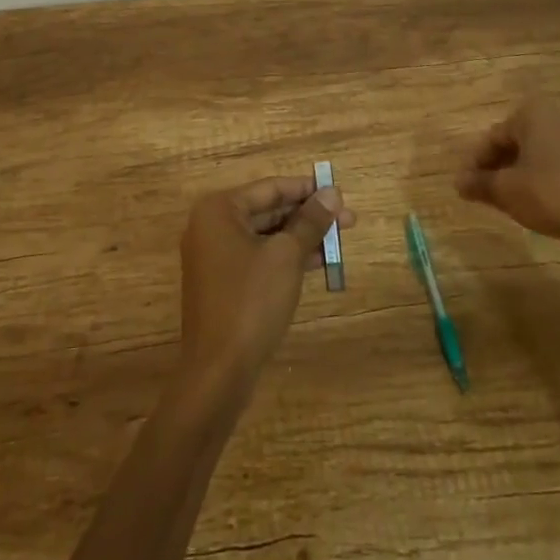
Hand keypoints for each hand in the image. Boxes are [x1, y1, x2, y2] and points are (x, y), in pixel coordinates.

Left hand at [178, 178, 354, 391]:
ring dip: (302, 236)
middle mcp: (211, 226)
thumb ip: (310, 221)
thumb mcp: (287, 256)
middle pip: (268, 210)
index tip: (340, 193)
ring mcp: (214, 255)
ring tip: (341, 238)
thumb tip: (333, 193)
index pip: (270, 188)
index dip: (307, 189)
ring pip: (266, 235)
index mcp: (219, 210)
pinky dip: (286, 256)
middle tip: (348, 219)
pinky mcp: (222, 282)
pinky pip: (258, 257)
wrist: (218, 370)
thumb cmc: (251, 301)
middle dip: (308, 215)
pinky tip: (319, 261)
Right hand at [456, 98, 559, 256]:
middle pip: (514, 142)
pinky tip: (534, 199)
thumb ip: (478, 183)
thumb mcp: (506, 190)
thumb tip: (458, 183)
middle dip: (496, 167)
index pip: (493, 137)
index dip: (475, 164)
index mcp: (532, 114)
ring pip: (535, 152)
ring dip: (517, 172)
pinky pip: (555, 161)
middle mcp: (556, 116)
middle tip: (484, 192)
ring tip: (506, 199)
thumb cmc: (550, 194)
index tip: (466, 186)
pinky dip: (539, 176)